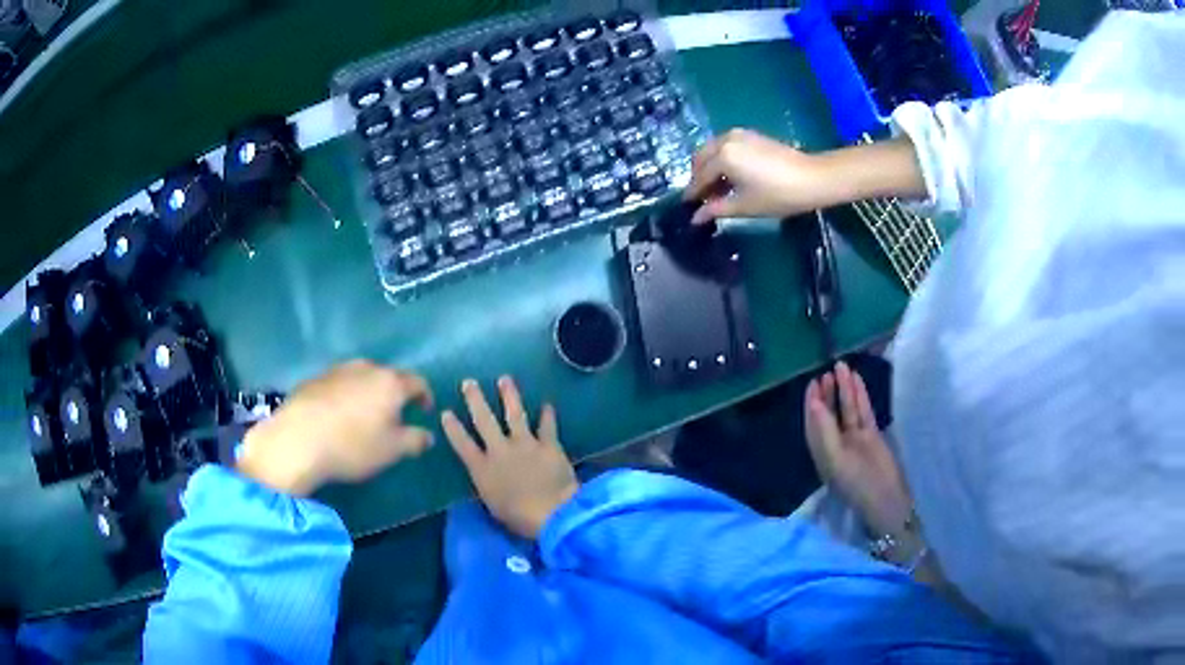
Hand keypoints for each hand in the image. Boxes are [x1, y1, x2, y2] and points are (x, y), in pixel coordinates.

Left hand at [236, 360, 433, 495]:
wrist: (298, 439)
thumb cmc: (353, 445)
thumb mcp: (392, 450)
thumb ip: (415, 440)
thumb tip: (428, 435)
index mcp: (390, 383)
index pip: (417, 382)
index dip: (425, 396)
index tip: (424, 412)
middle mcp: (366, 368)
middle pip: (388, 377)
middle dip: (395, 394)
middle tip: (394, 417)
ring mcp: (338, 370)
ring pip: (362, 378)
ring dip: (369, 393)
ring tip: (364, 417)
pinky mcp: (316, 378)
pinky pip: (340, 384)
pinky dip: (346, 396)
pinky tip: (338, 416)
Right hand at [442, 376, 577, 538]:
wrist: (552, 513)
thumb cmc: (518, 518)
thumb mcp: (492, 505)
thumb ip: (487, 486)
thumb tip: (486, 478)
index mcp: (482, 469)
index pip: (462, 444)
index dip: (453, 428)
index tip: (446, 412)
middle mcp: (500, 450)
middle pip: (484, 420)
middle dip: (475, 400)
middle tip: (469, 382)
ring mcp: (525, 444)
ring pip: (514, 414)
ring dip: (509, 395)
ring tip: (505, 379)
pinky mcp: (549, 445)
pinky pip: (547, 426)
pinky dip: (548, 415)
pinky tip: (547, 404)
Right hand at [684, 129, 835, 224]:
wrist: (812, 178)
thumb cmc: (778, 195)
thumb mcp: (745, 205)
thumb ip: (716, 209)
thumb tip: (695, 218)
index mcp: (722, 157)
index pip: (700, 177)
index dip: (693, 193)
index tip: (687, 206)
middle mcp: (725, 140)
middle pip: (701, 158)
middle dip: (698, 177)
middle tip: (702, 197)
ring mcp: (738, 134)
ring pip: (712, 149)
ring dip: (709, 167)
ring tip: (717, 188)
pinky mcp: (750, 135)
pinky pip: (725, 145)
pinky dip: (721, 158)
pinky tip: (730, 175)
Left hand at [804, 361, 911, 537]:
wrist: (887, 500)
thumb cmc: (857, 484)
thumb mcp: (836, 460)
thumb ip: (824, 431)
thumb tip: (814, 404)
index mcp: (822, 454)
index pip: (813, 424)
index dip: (812, 403)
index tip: (813, 382)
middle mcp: (836, 445)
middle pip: (830, 414)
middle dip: (827, 393)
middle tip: (826, 372)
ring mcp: (855, 440)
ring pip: (847, 410)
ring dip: (844, 389)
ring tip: (841, 366)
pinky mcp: (872, 436)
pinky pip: (863, 412)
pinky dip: (860, 397)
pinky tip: (856, 380)